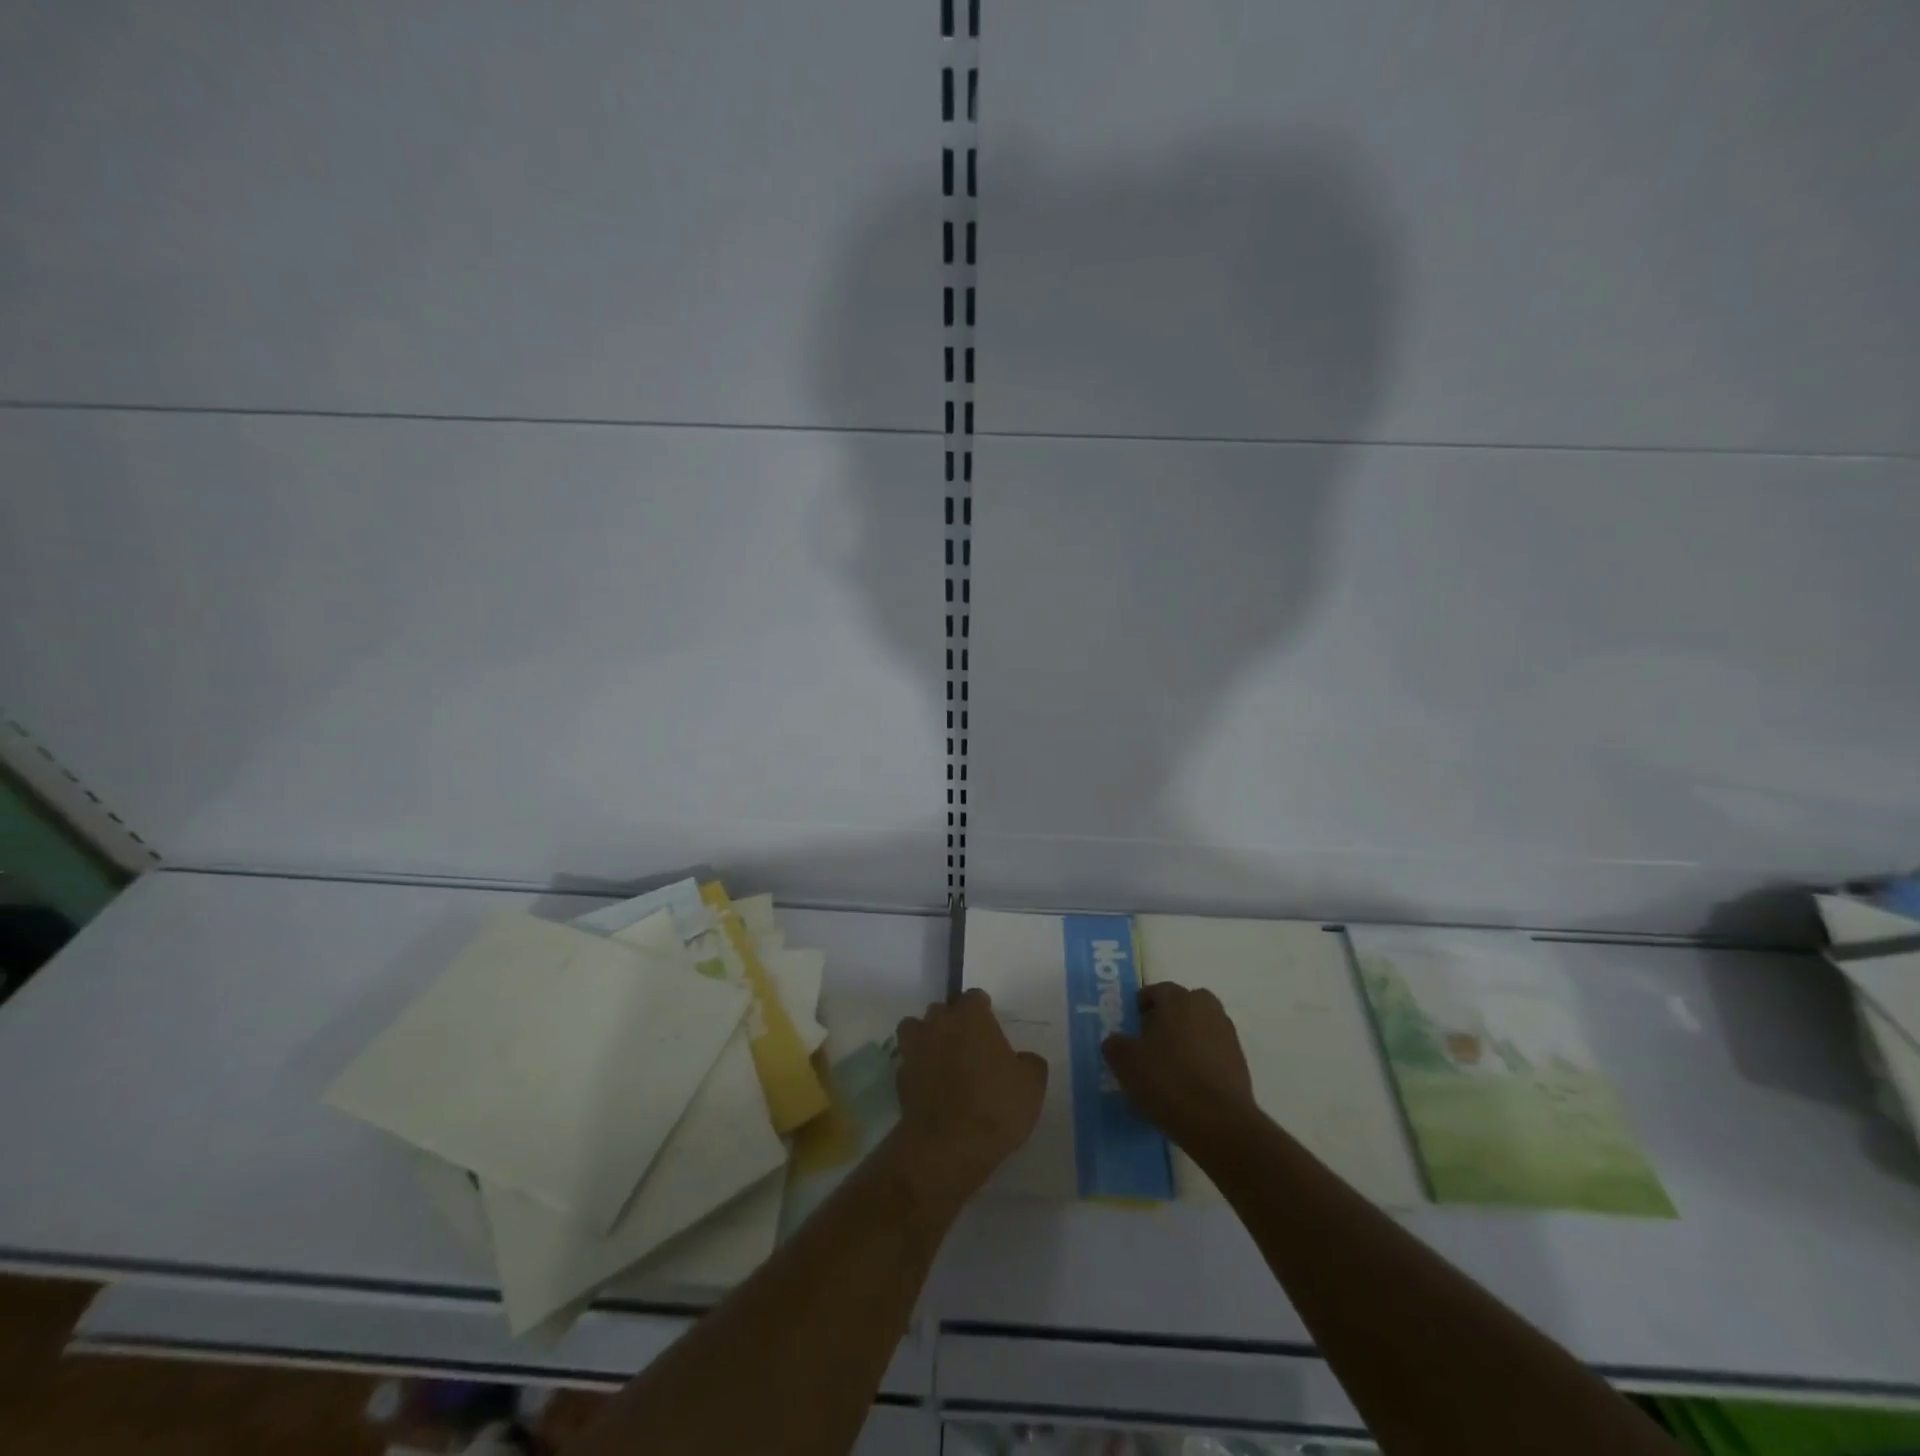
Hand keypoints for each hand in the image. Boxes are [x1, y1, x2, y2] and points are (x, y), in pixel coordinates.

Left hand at [889, 989, 1047, 1210]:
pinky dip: (918, 1068)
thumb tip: (1023, 1059)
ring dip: (926, 1038)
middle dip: (952, 1021)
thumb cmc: (995, 1106)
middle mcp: (939, 1024)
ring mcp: (915, 1048)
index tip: (990, 1024)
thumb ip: (1029, 1063)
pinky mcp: (900, 1076)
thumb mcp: (1031, 1085)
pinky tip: (931, 1086)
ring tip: (941, 1058)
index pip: (974, 997)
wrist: (949, 1146)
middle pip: (942, 1010)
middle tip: (968, 1043)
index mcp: (971, 1017)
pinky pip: (909, 1062)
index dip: (982, 1009)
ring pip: (915, 1029)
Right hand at [1102, 982, 1256, 1148]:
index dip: (1141, 1006)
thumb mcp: (1125, 1062)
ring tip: (1168, 1068)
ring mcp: (1227, 1035)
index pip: (1157, 990)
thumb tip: (1117, 1041)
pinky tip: (1187, 1086)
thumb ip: (1116, 1044)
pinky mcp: (1240, 1064)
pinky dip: (1200, 1062)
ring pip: (1200, 1028)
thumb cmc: (1167, 1081)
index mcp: (1179, 999)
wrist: (1219, 1124)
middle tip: (1150, 1043)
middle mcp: (1207, 1009)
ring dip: (1186, 1040)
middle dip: (1167, 1019)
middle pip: (1183, 1006)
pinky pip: (1213, 1053)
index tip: (1131, 1026)